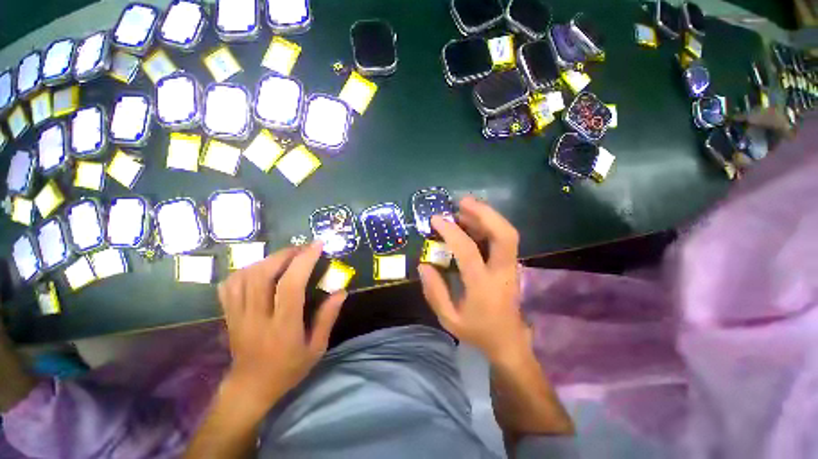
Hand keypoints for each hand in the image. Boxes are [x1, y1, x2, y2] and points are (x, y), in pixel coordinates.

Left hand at [217, 242, 346, 414]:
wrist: (251, 387)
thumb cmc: (288, 369)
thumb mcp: (317, 348)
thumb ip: (328, 318)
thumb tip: (341, 291)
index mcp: (282, 327)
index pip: (290, 286)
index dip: (304, 261)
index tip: (317, 245)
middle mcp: (256, 318)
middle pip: (263, 275)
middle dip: (285, 255)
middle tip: (303, 248)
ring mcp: (237, 315)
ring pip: (245, 276)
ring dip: (268, 259)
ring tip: (286, 256)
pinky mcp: (228, 314)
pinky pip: (230, 284)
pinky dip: (246, 270)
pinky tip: (261, 268)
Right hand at [418, 196, 528, 363]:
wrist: (508, 341)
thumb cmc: (477, 331)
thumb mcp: (449, 318)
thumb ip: (434, 292)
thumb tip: (424, 265)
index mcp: (483, 286)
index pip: (468, 251)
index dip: (452, 232)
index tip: (436, 220)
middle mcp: (502, 272)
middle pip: (504, 235)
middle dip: (484, 213)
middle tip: (462, 202)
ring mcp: (511, 267)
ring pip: (507, 233)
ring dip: (487, 215)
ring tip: (465, 207)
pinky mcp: (512, 265)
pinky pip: (504, 238)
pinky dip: (489, 224)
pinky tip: (474, 221)